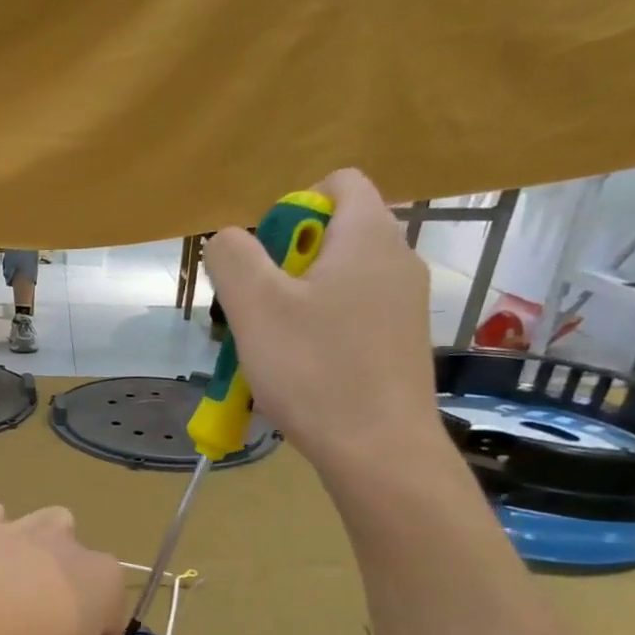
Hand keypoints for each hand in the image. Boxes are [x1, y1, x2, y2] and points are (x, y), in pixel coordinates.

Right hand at [204, 168, 445, 478]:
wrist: (379, 450)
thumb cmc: (315, 370)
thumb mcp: (256, 308)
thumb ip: (234, 258)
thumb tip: (229, 239)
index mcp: (368, 237)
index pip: (338, 184)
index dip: (292, 208)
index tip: (263, 258)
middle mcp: (397, 260)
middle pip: (332, 237)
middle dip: (283, 266)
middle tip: (256, 313)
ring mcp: (404, 305)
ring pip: (338, 283)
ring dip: (295, 305)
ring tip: (271, 351)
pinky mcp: (402, 344)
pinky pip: (352, 318)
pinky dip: (320, 333)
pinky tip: (300, 374)